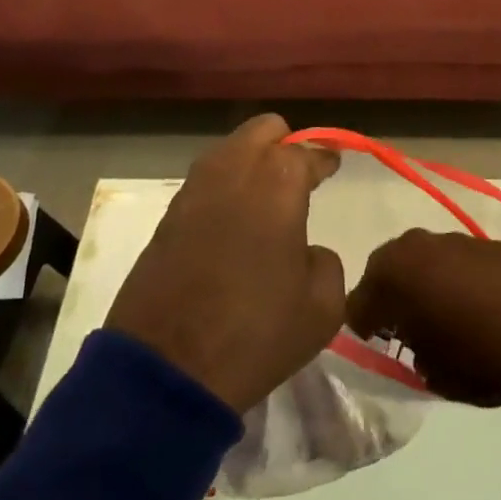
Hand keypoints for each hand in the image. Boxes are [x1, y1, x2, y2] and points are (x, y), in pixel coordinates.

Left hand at [106, 114, 344, 413]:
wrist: (167, 370)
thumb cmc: (255, 333)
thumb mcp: (321, 308)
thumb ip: (325, 263)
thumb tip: (307, 252)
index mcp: (278, 180)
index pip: (309, 152)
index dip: (325, 158)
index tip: (333, 164)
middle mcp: (235, 169)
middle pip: (264, 129)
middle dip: (284, 144)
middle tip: (298, 177)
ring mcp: (195, 189)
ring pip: (229, 149)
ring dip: (250, 162)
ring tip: (265, 198)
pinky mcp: (168, 214)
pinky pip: (205, 181)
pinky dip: (224, 187)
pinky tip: (234, 220)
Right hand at [346, 230, 500, 412]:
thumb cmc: (486, 358)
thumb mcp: (436, 374)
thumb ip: (413, 352)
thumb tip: (415, 341)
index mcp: (394, 275)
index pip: (357, 303)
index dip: (365, 329)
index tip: (380, 347)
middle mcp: (416, 245)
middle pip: (387, 271)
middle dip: (392, 298)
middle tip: (409, 331)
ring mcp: (454, 237)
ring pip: (423, 260)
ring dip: (426, 284)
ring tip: (449, 318)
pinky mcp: (486, 240)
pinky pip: (456, 259)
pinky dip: (457, 277)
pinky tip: (481, 305)